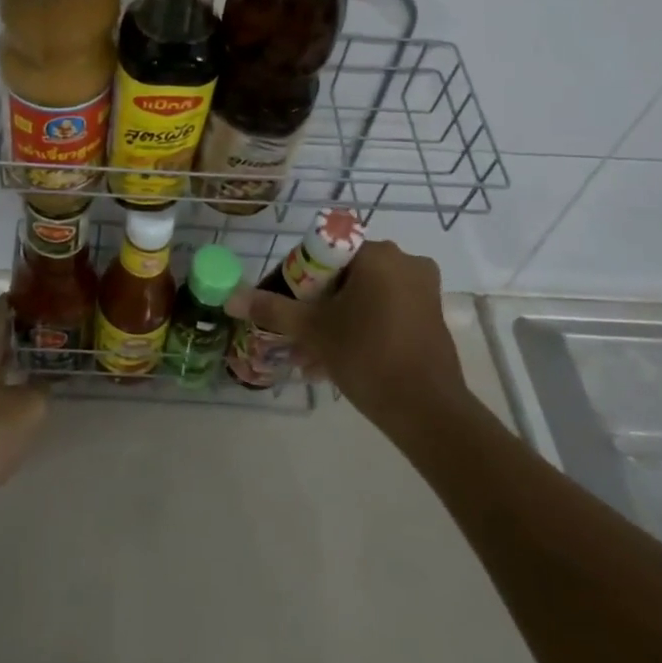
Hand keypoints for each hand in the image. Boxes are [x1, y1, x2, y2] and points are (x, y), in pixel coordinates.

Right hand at [223, 240, 466, 422]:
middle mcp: (404, 261)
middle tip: (296, 334)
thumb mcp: (313, 330)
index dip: (297, 277)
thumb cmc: (367, 357)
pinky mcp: (431, 315)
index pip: (323, 251)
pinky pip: (385, 310)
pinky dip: (361, 326)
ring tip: (312, 356)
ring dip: (336, 319)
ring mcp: (422, 289)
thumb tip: (230, 297)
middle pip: (344, 274)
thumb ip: (272, 308)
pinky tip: (340, 359)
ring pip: (364, 295)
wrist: (428, 411)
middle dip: (316, 304)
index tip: (286, 306)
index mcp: (376, 254)